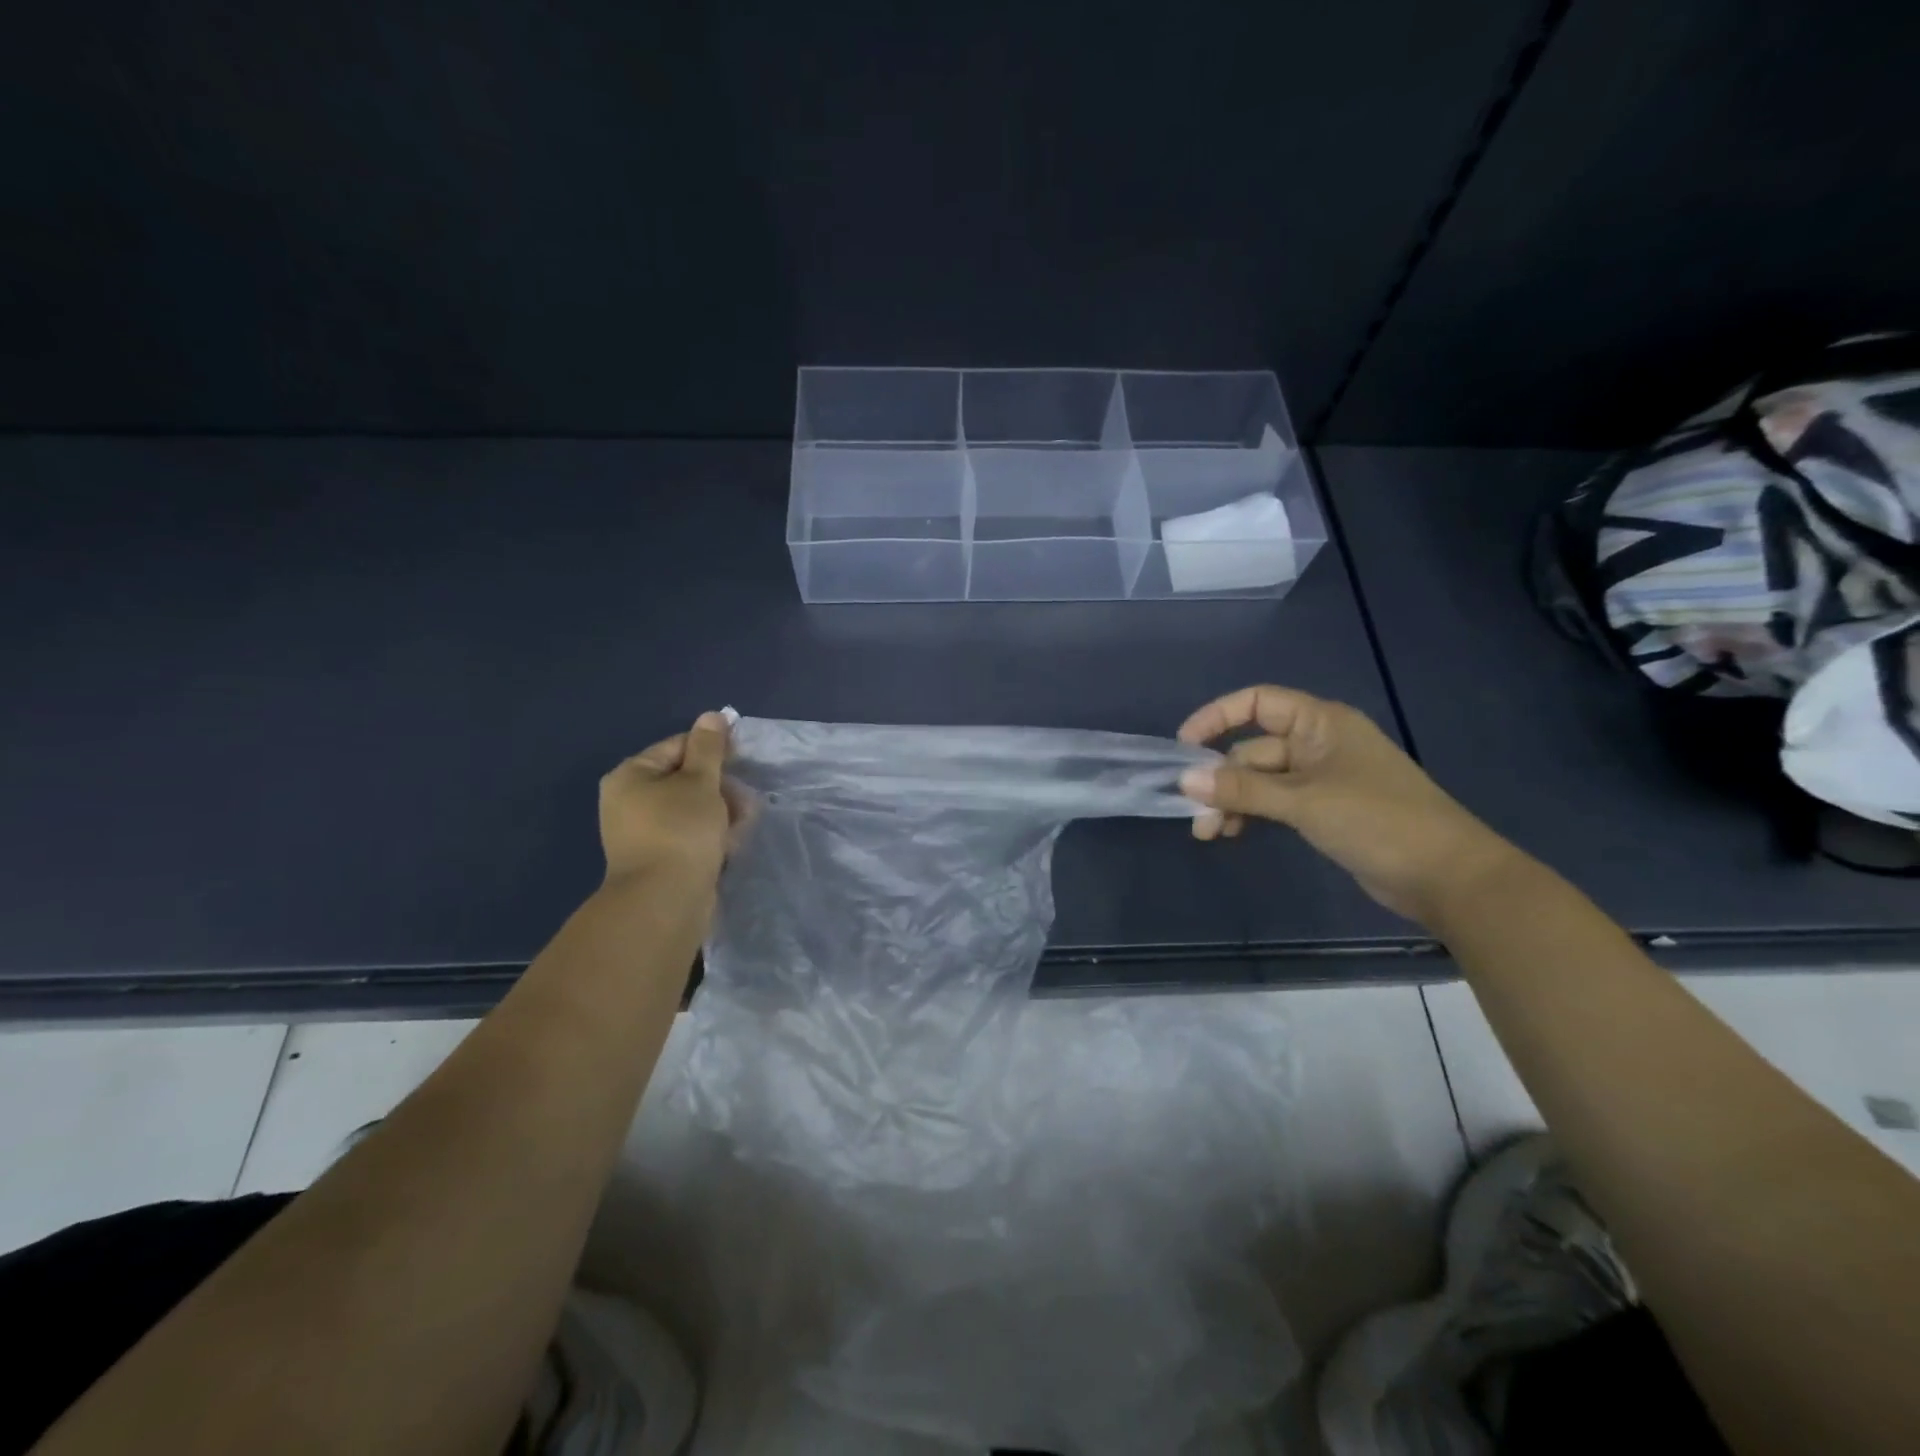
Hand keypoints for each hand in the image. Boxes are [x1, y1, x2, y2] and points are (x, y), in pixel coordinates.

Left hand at [598, 712, 744, 888]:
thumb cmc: (680, 831)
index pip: (678, 747)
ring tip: (742, 826)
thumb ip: (709, 748)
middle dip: (721, 788)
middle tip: (746, 801)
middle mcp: (630, 801)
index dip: (713, 751)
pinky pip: (689, 835)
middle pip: (686, 779)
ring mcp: (643, 832)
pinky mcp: (658, 858)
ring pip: (691, 809)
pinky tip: (730, 844)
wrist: (664, 901)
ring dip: (721, 812)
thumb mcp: (700, 782)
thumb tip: (712, 716)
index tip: (743, 762)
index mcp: (631, 776)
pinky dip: (710, 835)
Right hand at [1177, 685, 1515, 923]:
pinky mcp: (1324, 810)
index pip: (1257, 703)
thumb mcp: (1304, 802)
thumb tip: (1185, 780)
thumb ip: (1243, 790)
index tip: (1184, 747)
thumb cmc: (1378, 821)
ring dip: (1232, 800)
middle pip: (1253, 747)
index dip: (1216, 717)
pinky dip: (1252, 813)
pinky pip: (1275, 802)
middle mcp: (1318, 743)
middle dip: (1220, 777)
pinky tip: (1233, 833)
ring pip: (1261, 780)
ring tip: (1209, 832)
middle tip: (1193, 811)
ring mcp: (1321, 779)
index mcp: (1320, 723)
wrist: (1446, 876)